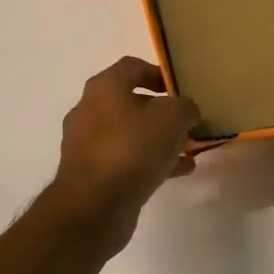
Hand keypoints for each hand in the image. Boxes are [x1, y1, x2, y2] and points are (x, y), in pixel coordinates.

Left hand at [48, 57, 199, 251]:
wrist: (94, 206)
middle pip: (130, 102)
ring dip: (157, 139)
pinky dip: (150, 162)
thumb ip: (185, 107)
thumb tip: (185, 111)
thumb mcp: (173, 118)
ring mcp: (86, 144)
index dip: (158, 73)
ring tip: (187, 149)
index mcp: (104, 88)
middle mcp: (89, 110)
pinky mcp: (91, 174)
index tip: (180, 89)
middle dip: (160, 111)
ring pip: (129, 134)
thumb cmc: (133, 149)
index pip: (132, 67)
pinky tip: (178, 172)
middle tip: (186, 122)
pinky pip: (125, 160)